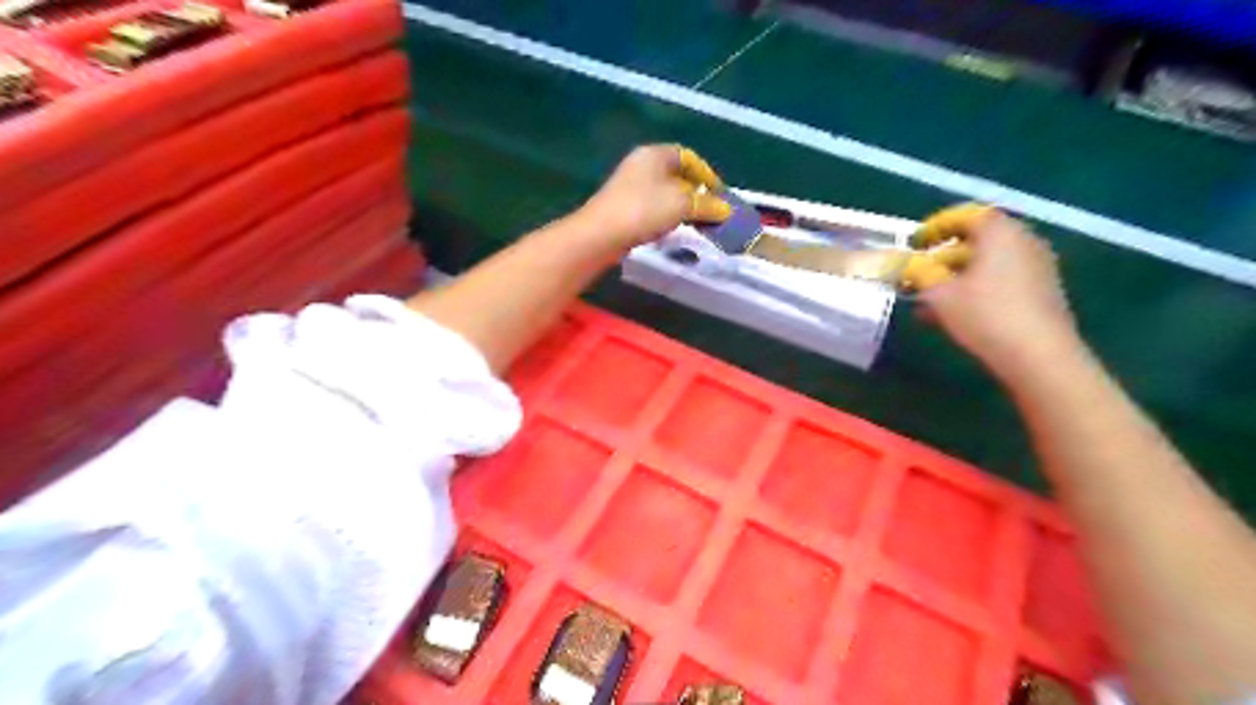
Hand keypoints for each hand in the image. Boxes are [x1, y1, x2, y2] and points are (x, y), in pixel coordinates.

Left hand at [573, 143, 732, 247]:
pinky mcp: (622, 206)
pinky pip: (652, 206)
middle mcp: (641, 164)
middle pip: (676, 174)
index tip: (720, 195)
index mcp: (655, 154)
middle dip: (696, 192)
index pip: (689, 157)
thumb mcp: (682, 205)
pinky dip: (666, 215)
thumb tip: (725, 210)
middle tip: (711, 210)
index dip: (707, 174)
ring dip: (681, 205)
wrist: (601, 234)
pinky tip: (671, 229)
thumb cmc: (644, 210)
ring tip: (695, 222)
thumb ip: (707, 205)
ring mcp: (629, 185)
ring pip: (664, 192)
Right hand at [921, 203, 1084, 377]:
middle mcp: (1023, 241)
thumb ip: (919, 274)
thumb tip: (905, 264)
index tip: (915, 243)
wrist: (1039, 355)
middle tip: (917, 274)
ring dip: (955, 277)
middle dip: (942, 257)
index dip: (937, 226)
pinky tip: (952, 314)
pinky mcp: (1041, 292)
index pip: (966, 215)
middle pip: (977, 240)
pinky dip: (974, 289)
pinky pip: (1000, 280)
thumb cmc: (985, 315)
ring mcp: (1036, 267)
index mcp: (999, 232)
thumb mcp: (940, 294)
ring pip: (986, 264)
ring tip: (928, 300)